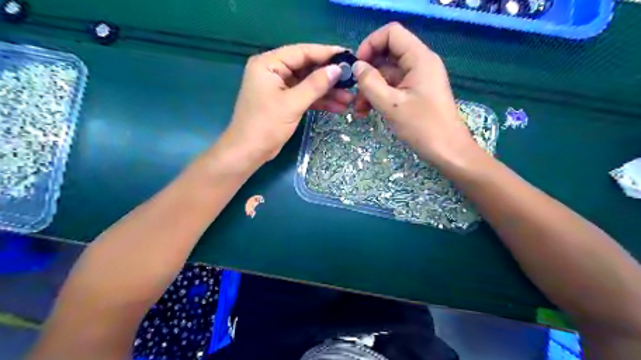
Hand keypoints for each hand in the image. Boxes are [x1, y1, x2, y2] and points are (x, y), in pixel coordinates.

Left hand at [215, 44, 355, 166]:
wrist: (249, 152)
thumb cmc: (266, 125)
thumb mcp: (292, 103)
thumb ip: (315, 85)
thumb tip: (337, 69)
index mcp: (268, 64)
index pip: (301, 52)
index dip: (326, 53)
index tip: (348, 56)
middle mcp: (273, 71)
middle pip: (306, 68)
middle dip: (329, 77)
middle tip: (352, 80)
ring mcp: (279, 87)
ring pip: (308, 84)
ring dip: (327, 92)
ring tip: (349, 98)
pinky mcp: (284, 101)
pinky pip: (304, 97)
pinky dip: (319, 102)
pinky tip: (338, 107)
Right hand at [353, 22, 477, 165]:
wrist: (448, 152)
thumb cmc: (422, 127)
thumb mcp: (391, 105)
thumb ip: (370, 83)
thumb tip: (357, 67)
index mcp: (419, 58)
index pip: (391, 34)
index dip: (370, 44)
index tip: (357, 67)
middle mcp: (420, 63)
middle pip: (387, 54)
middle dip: (368, 72)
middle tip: (354, 92)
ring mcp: (418, 79)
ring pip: (388, 74)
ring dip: (371, 89)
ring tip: (359, 110)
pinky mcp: (416, 93)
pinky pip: (394, 87)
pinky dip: (380, 97)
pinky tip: (367, 112)